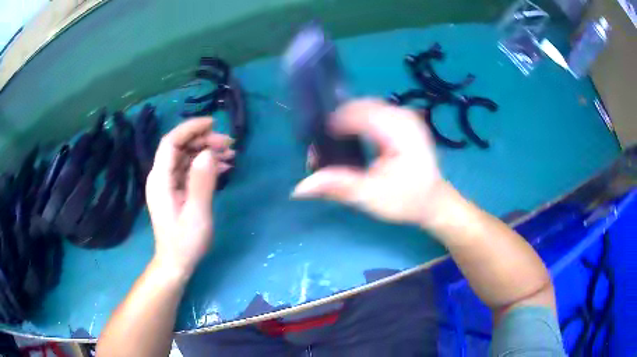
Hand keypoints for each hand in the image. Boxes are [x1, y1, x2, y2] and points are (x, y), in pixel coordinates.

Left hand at [145, 118, 233, 277]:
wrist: (176, 262)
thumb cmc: (185, 242)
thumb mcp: (197, 214)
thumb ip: (201, 182)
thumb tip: (209, 153)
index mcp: (160, 179)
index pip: (171, 142)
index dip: (190, 128)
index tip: (213, 124)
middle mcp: (161, 176)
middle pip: (180, 146)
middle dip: (204, 140)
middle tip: (229, 145)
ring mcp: (167, 183)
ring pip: (186, 156)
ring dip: (207, 151)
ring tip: (230, 155)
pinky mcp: (175, 189)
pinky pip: (189, 169)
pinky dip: (205, 165)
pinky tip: (223, 167)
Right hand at [292, 99, 447, 227]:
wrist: (433, 202)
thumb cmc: (407, 200)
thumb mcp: (372, 196)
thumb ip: (337, 187)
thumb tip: (299, 188)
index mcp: (398, 129)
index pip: (355, 113)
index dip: (331, 126)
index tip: (318, 150)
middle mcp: (402, 115)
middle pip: (358, 106)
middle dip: (337, 123)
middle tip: (325, 149)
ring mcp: (404, 115)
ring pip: (364, 107)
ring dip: (346, 121)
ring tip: (336, 144)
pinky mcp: (403, 120)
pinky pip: (373, 112)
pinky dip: (358, 122)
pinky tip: (353, 138)